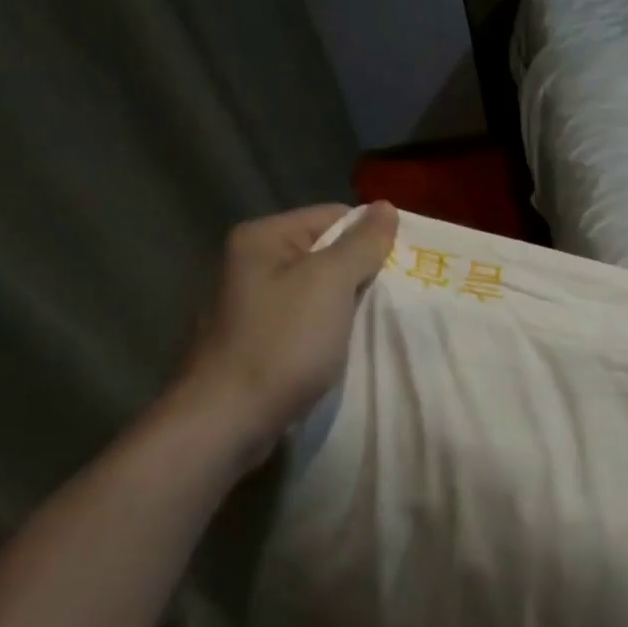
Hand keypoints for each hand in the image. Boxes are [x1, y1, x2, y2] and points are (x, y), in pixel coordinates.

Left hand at [176, 202, 397, 460]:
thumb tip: (386, 206)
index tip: (400, 269)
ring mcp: (248, 304)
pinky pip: (302, 321)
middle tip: (394, 298)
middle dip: (361, 273)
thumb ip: (361, 244)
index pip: (334, 217)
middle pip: (325, 253)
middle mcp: (249, 263)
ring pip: (316, 290)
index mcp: (263, 238)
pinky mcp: (252, 340)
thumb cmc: (282, 343)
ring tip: (373, 324)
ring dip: (346, 305)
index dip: (370, 239)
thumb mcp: (330, 283)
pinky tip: (341, 347)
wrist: (226, 420)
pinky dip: (326, 330)